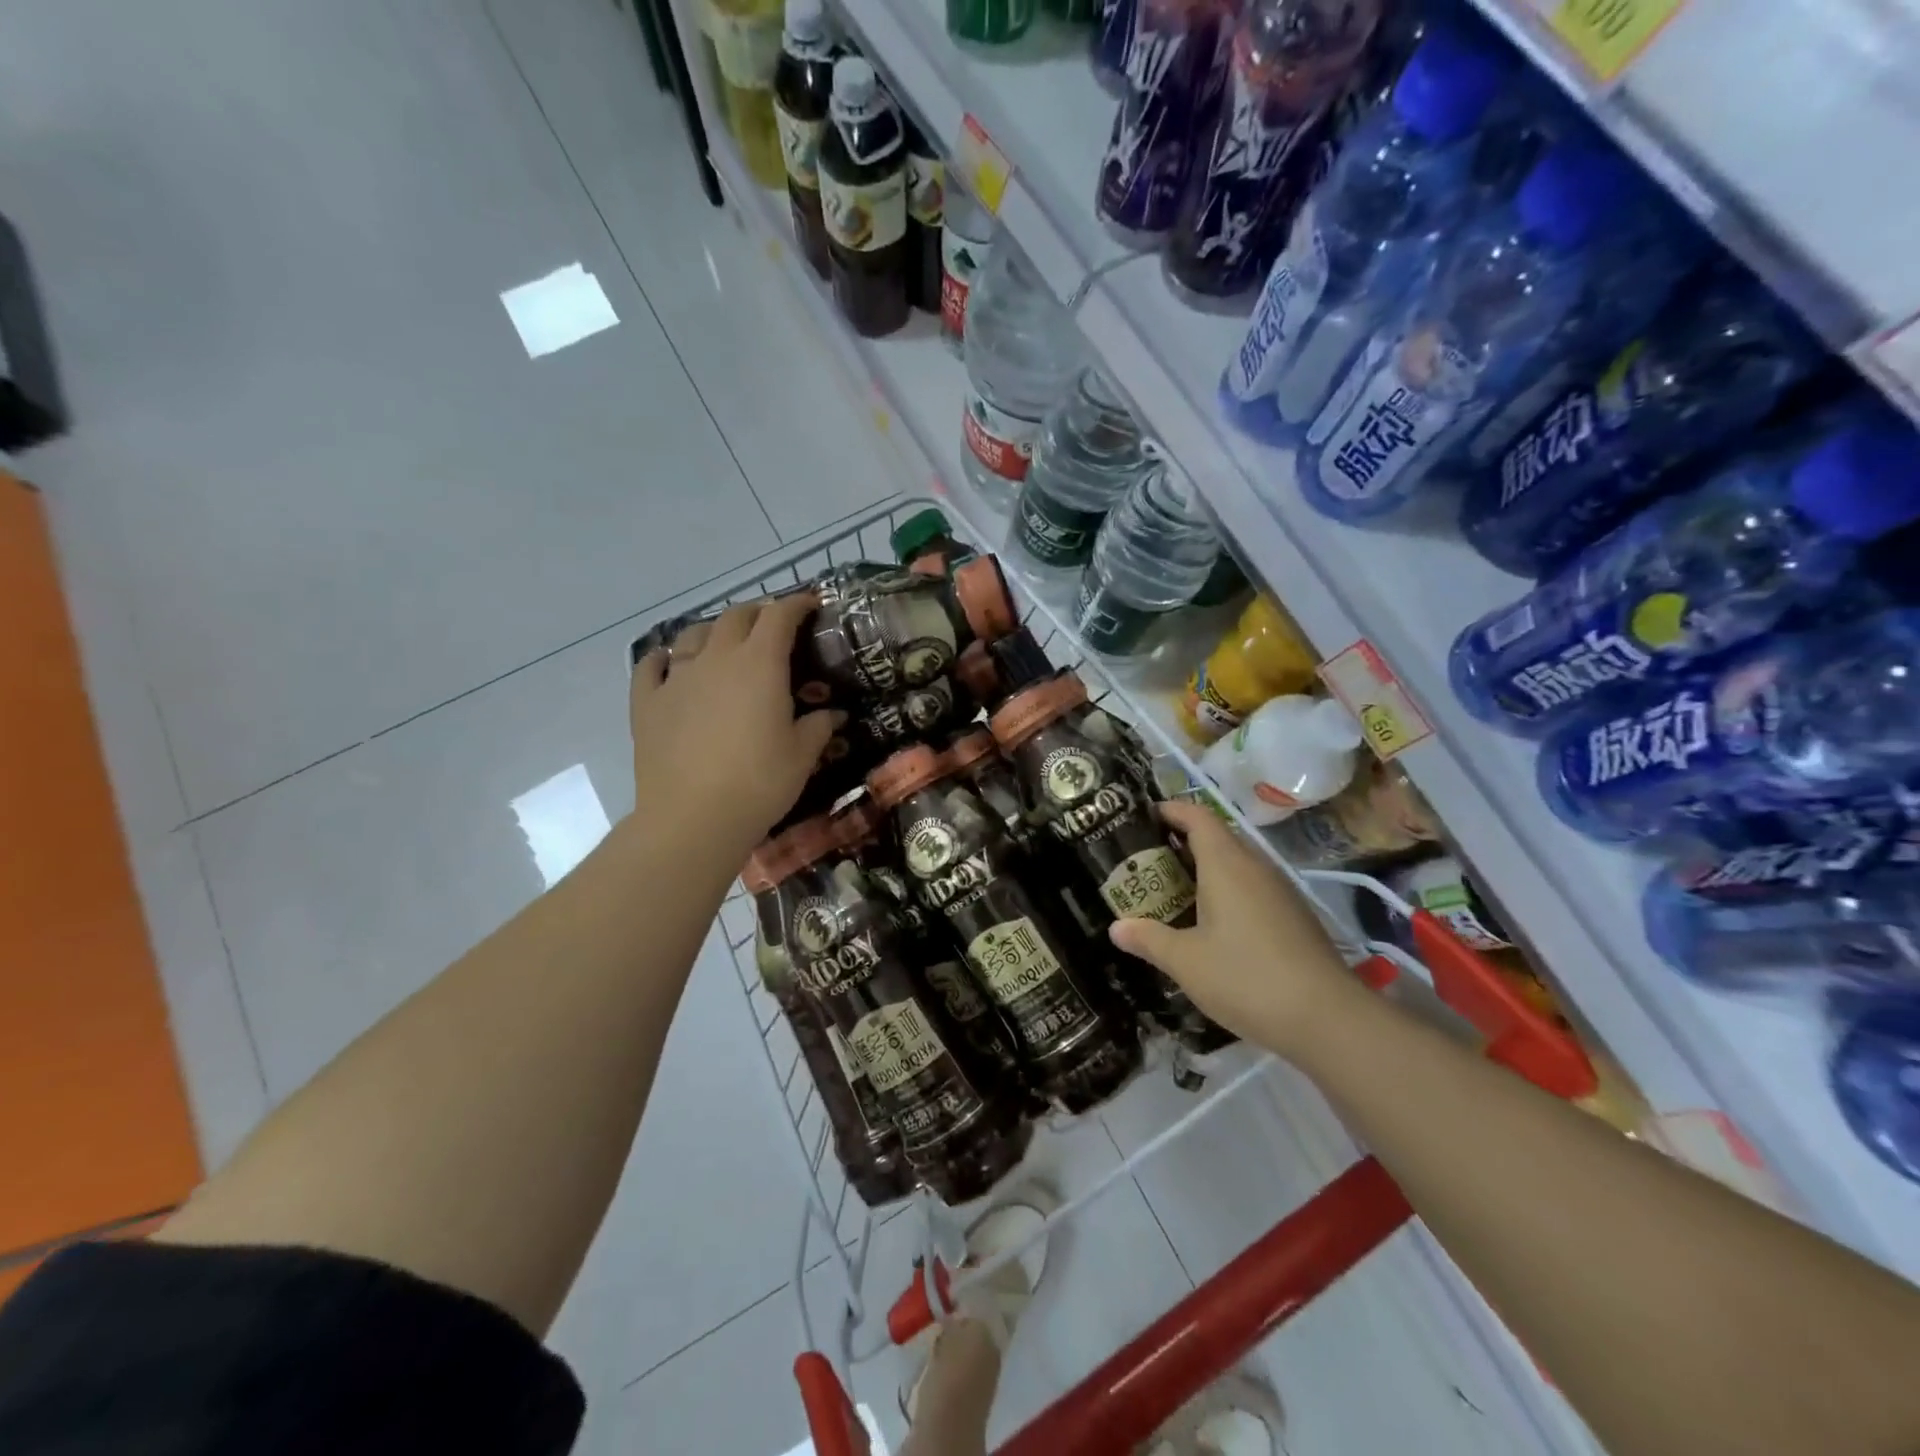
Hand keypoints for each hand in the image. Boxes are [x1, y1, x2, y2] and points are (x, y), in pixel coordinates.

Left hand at [629, 594, 839, 859]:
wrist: (693, 819)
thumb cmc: (759, 783)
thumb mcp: (802, 756)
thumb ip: (818, 726)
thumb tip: (832, 713)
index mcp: (760, 664)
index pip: (780, 616)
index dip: (797, 604)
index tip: (811, 604)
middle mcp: (716, 658)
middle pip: (736, 616)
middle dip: (758, 613)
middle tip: (773, 627)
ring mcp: (676, 678)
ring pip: (693, 633)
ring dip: (714, 630)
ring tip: (725, 642)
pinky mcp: (647, 703)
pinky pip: (651, 666)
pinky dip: (664, 658)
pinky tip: (669, 663)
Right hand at [1108, 801, 1360, 1059]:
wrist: (1328, 1018)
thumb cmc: (1246, 978)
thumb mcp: (1186, 962)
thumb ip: (1149, 938)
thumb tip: (1116, 927)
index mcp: (1226, 864)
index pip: (1197, 816)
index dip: (1170, 810)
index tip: (1142, 818)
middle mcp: (1255, 867)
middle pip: (1217, 837)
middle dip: (1181, 842)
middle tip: (1146, 861)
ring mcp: (1280, 892)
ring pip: (1236, 864)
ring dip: (1205, 869)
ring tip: (1172, 891)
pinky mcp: (1294, 917)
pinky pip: (1252, 888)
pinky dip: (1226, 892)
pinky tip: (1211, 924)